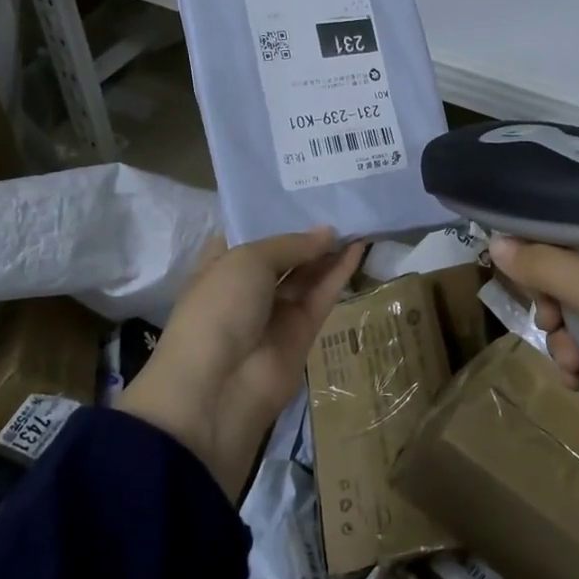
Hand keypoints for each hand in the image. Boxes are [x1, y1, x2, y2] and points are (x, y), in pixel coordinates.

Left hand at [118, 227, 362, 495]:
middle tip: (341, 201)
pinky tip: (360, 245)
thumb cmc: (219, 308)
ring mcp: (275, 311)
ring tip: (358, 218)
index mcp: (220, 265)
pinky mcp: (302, 332)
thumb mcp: (247, 260)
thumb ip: (290, 244)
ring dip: (329, 250)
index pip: (249, 234)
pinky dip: (340, 272)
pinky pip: (323, 295)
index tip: (304, 191)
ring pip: (307, 274)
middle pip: (284, 254)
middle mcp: (247, 287)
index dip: (275, 213)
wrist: (218, 387)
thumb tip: (327, 232)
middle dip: (308, 232)